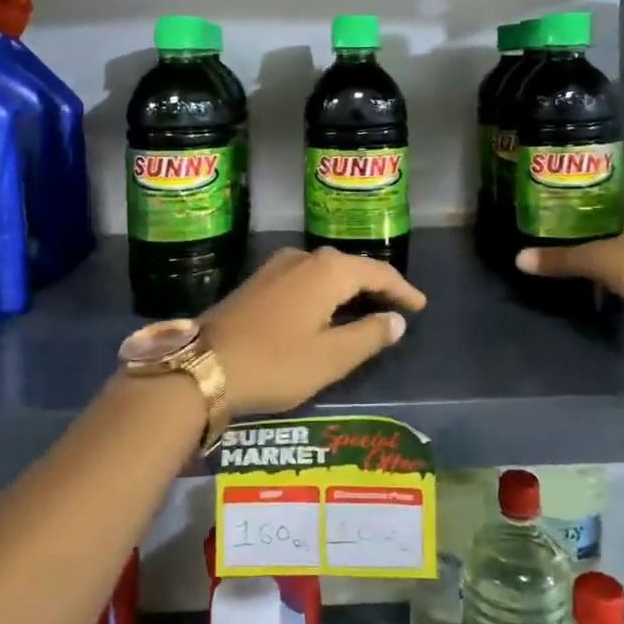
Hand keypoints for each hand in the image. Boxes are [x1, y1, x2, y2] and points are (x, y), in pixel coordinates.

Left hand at [202, 247, 426, 416]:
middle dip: (376, 286)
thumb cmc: (275, 362)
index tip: (420, 306)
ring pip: (326, 272)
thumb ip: (369, 336)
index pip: (377, 273)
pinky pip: (306, 278)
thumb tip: (396, 320)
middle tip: (397, 307)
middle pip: (351, 267)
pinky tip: (327, 310)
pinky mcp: (259, 280)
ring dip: (349, 288)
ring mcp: (277, 266)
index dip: (402, 289)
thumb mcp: (330, 358)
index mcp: (328, 271)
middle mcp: (304, 257)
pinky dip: (325, 291)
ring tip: (367, 309)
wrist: (203, 366)